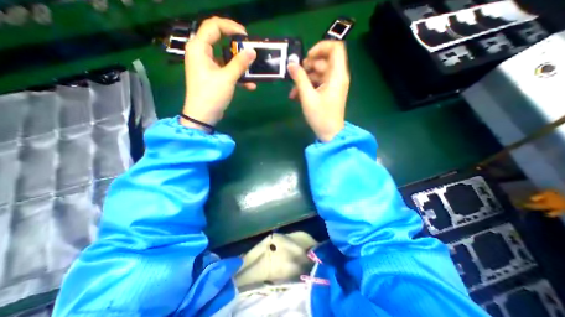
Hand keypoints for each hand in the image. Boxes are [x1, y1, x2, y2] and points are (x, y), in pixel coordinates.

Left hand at [182, 17, 256, 129]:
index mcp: (199, 48)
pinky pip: (226, 71)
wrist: (203, 116)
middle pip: (220, 40)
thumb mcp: (227, 78)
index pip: (213, 26)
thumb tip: (252, 51)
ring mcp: (207, 66)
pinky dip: (237, 76)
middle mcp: (201, 53)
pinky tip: (249, 85)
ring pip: (225, 58)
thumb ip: (240, 63)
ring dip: (239, 65)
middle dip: (237, 47)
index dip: (231, 27)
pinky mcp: (213, 76)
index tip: (246, 36)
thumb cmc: (211, 95)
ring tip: (253, 70)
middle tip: (250, 51)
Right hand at [287, 40, 348, 140]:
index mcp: (337, 75)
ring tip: (293, 92)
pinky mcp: (329, 92)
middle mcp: (337, 77)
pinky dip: (308, 87)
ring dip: (304, 79)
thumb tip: (291, 64)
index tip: (307, 58)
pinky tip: (297, 96)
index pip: (335, 48)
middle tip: (296, 75)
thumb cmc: (321, 116)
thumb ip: (299, 79)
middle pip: (324, 61)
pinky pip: (318, 83)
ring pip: (318, 73)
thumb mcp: (308, 97)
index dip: (321, 47)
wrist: (330, 133)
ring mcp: (333, 85)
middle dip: (308, 67)